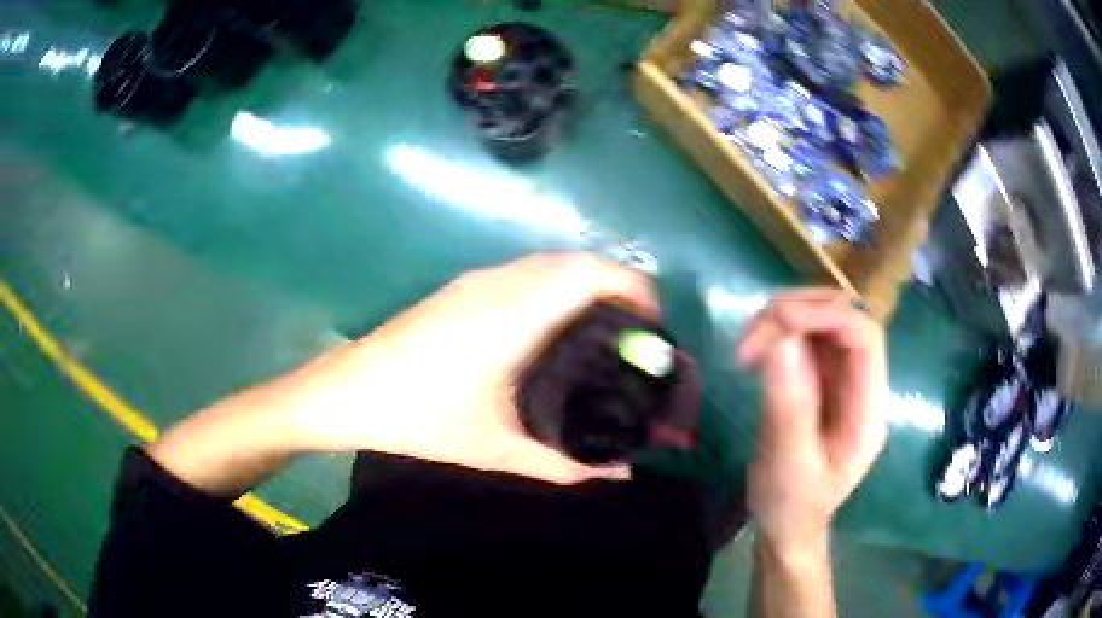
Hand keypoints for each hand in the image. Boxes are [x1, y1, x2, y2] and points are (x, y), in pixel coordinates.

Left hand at [290, 253, 656, 483]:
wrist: (346, 392)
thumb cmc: (417, 418)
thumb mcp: (496, 450)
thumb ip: (565, 468)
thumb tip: (619, 478)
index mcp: (512, 313)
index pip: (590, 273)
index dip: (635, 288)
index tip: (657, 327)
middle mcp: (498, 283)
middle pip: (576, 262)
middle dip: (619, 287)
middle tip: (640, 336)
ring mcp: (475, 281)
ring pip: (550, 264)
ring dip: (586, 285)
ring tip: (607, 332)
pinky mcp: (460, 289)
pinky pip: (526, 273)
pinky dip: (557, 287)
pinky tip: (556, 329)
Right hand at [737, 289, 887, 554]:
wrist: (789, 527)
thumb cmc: (792, 506)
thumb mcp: (788, 463)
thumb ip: (788, 404)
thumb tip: (778, 340)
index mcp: (868, 409)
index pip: (864, 336)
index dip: (823, 315)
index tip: (774, 325)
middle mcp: (862, 384)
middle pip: (844, 318)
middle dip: (798, 314)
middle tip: (750, 341)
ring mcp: (842, 379)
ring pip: (823, 321)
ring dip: (783, 321)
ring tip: (747, 349)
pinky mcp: (821, 379)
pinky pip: (805, 339)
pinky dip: (778, 335)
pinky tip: (756, 354)